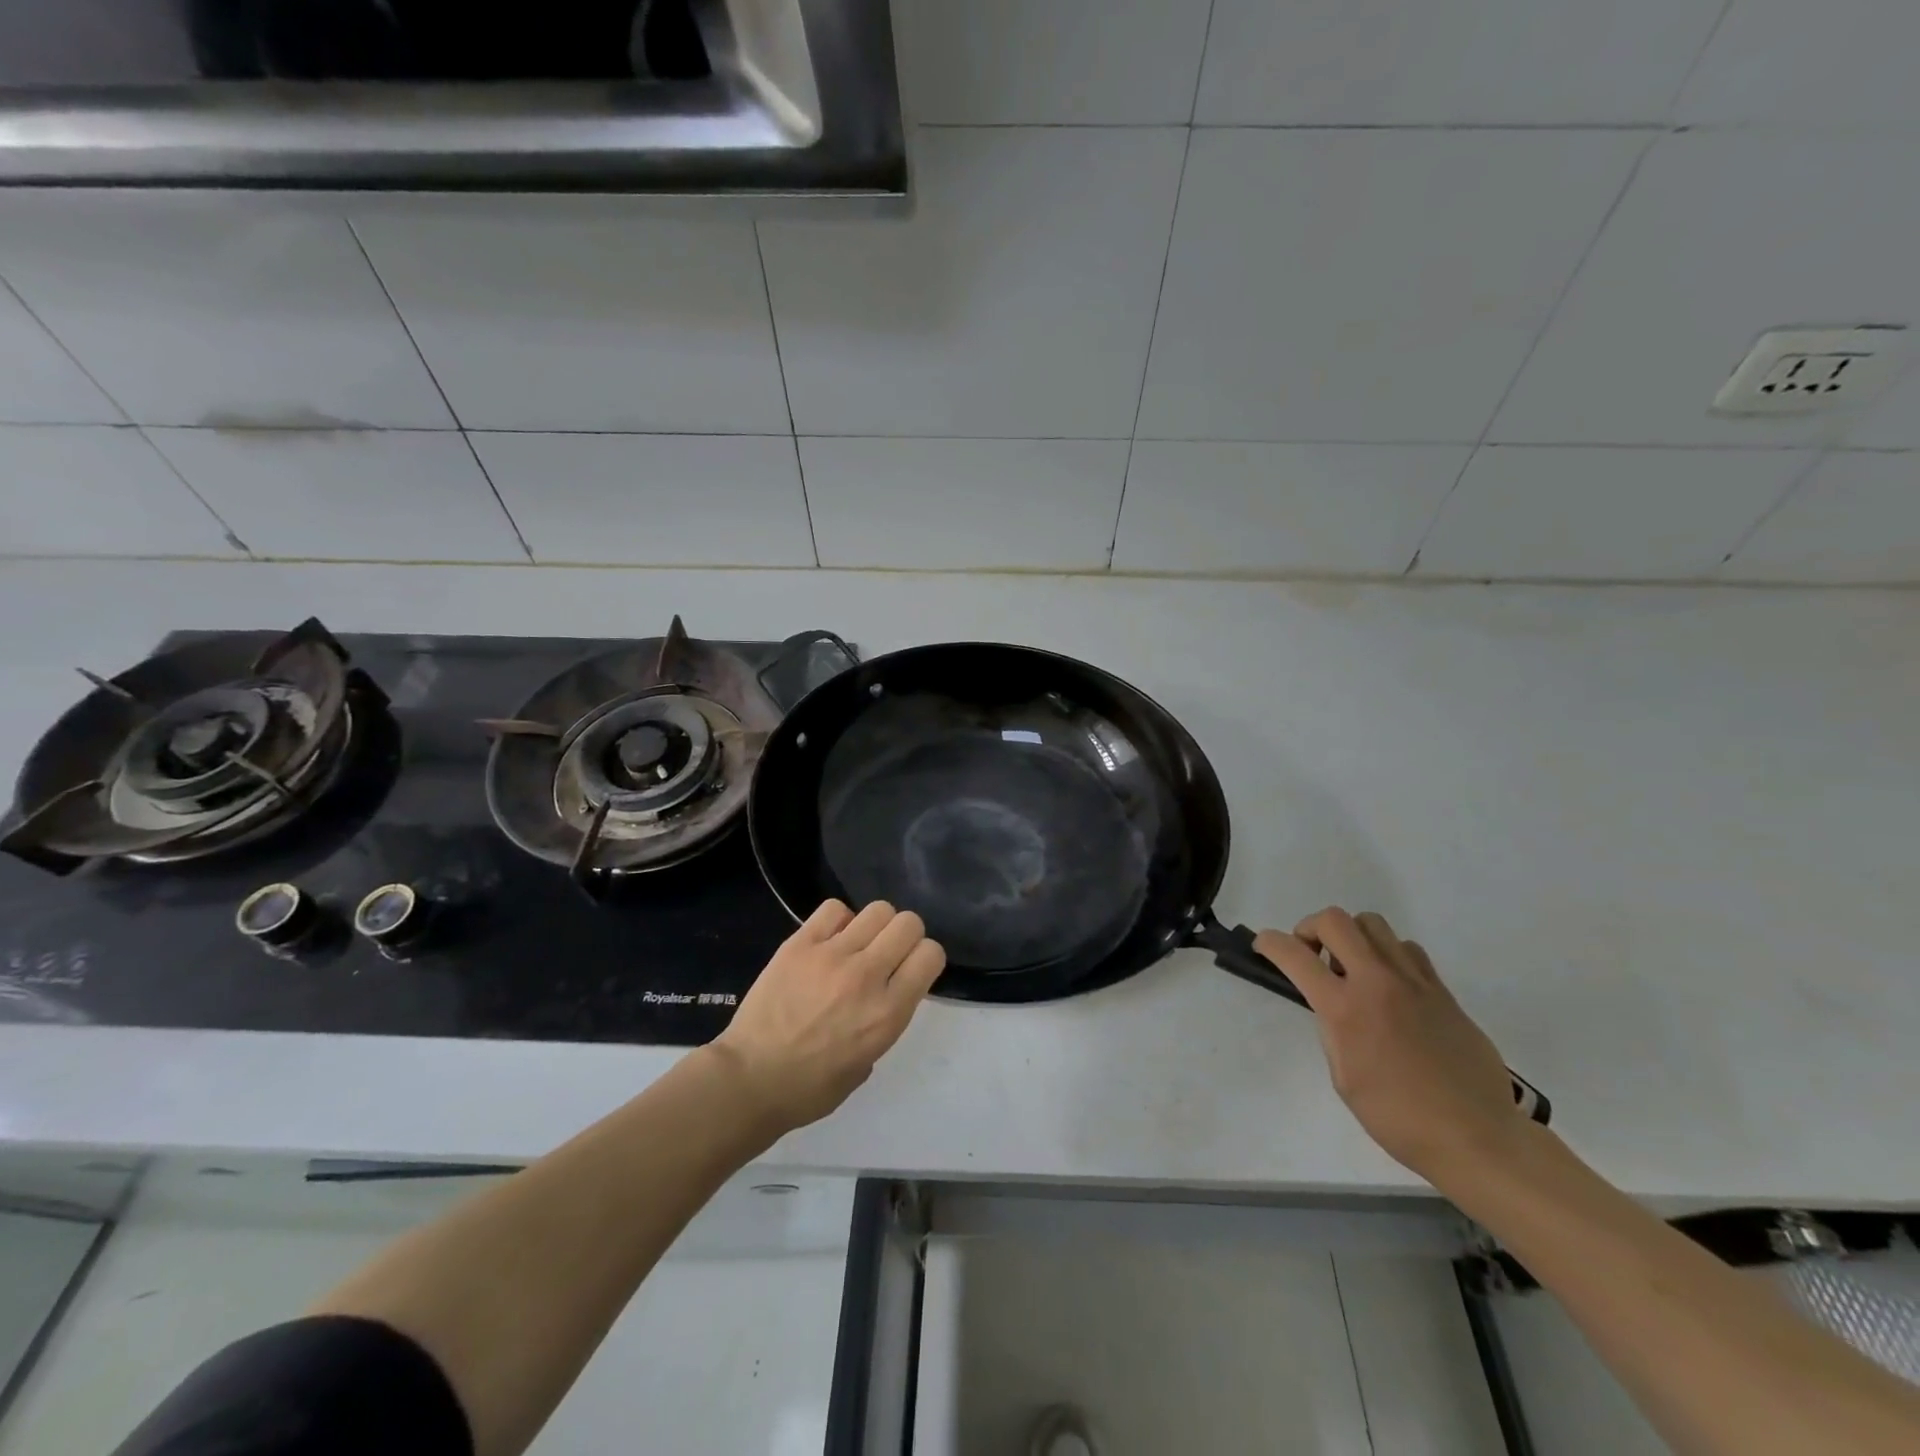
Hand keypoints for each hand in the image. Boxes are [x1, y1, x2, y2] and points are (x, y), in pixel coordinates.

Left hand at [709, 899, 945, 1134]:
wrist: (749, 1080)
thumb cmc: (811, 1088)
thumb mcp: (868, 1062)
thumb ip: (885, 1020)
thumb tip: (884, 993)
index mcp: (888, 1012)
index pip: (930, 954)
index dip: (925, 958)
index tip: (910, 970)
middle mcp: (867, 976)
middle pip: (908, 923)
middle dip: (905, 935)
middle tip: (886, 954)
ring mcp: (832, 955)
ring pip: (877, 910)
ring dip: (875, 925)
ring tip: (857, 944)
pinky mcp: (800, 944)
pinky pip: (833, 909)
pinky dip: (838, 919)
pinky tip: (829, 940)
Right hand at [1255, 908, 1525, 1180]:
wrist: (1476, 1136)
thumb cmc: (1398, 1117)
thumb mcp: (1343, 1077)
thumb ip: (1333, 1030)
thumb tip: (1334, 1006)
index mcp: (1345, 1009)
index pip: (1294, 955)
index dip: (1270, 942)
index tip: (1263, 945)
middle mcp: (1377, 983)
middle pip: (1336, 920)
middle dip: (1311, 928)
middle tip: (1312, 955)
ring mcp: (1414, 982)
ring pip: (1373, 925)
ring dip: (1352, 937)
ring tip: (1352, 968)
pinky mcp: (1442, 991)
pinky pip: (1407, 949)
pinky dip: (1387, 955)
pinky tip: (1389, 986)